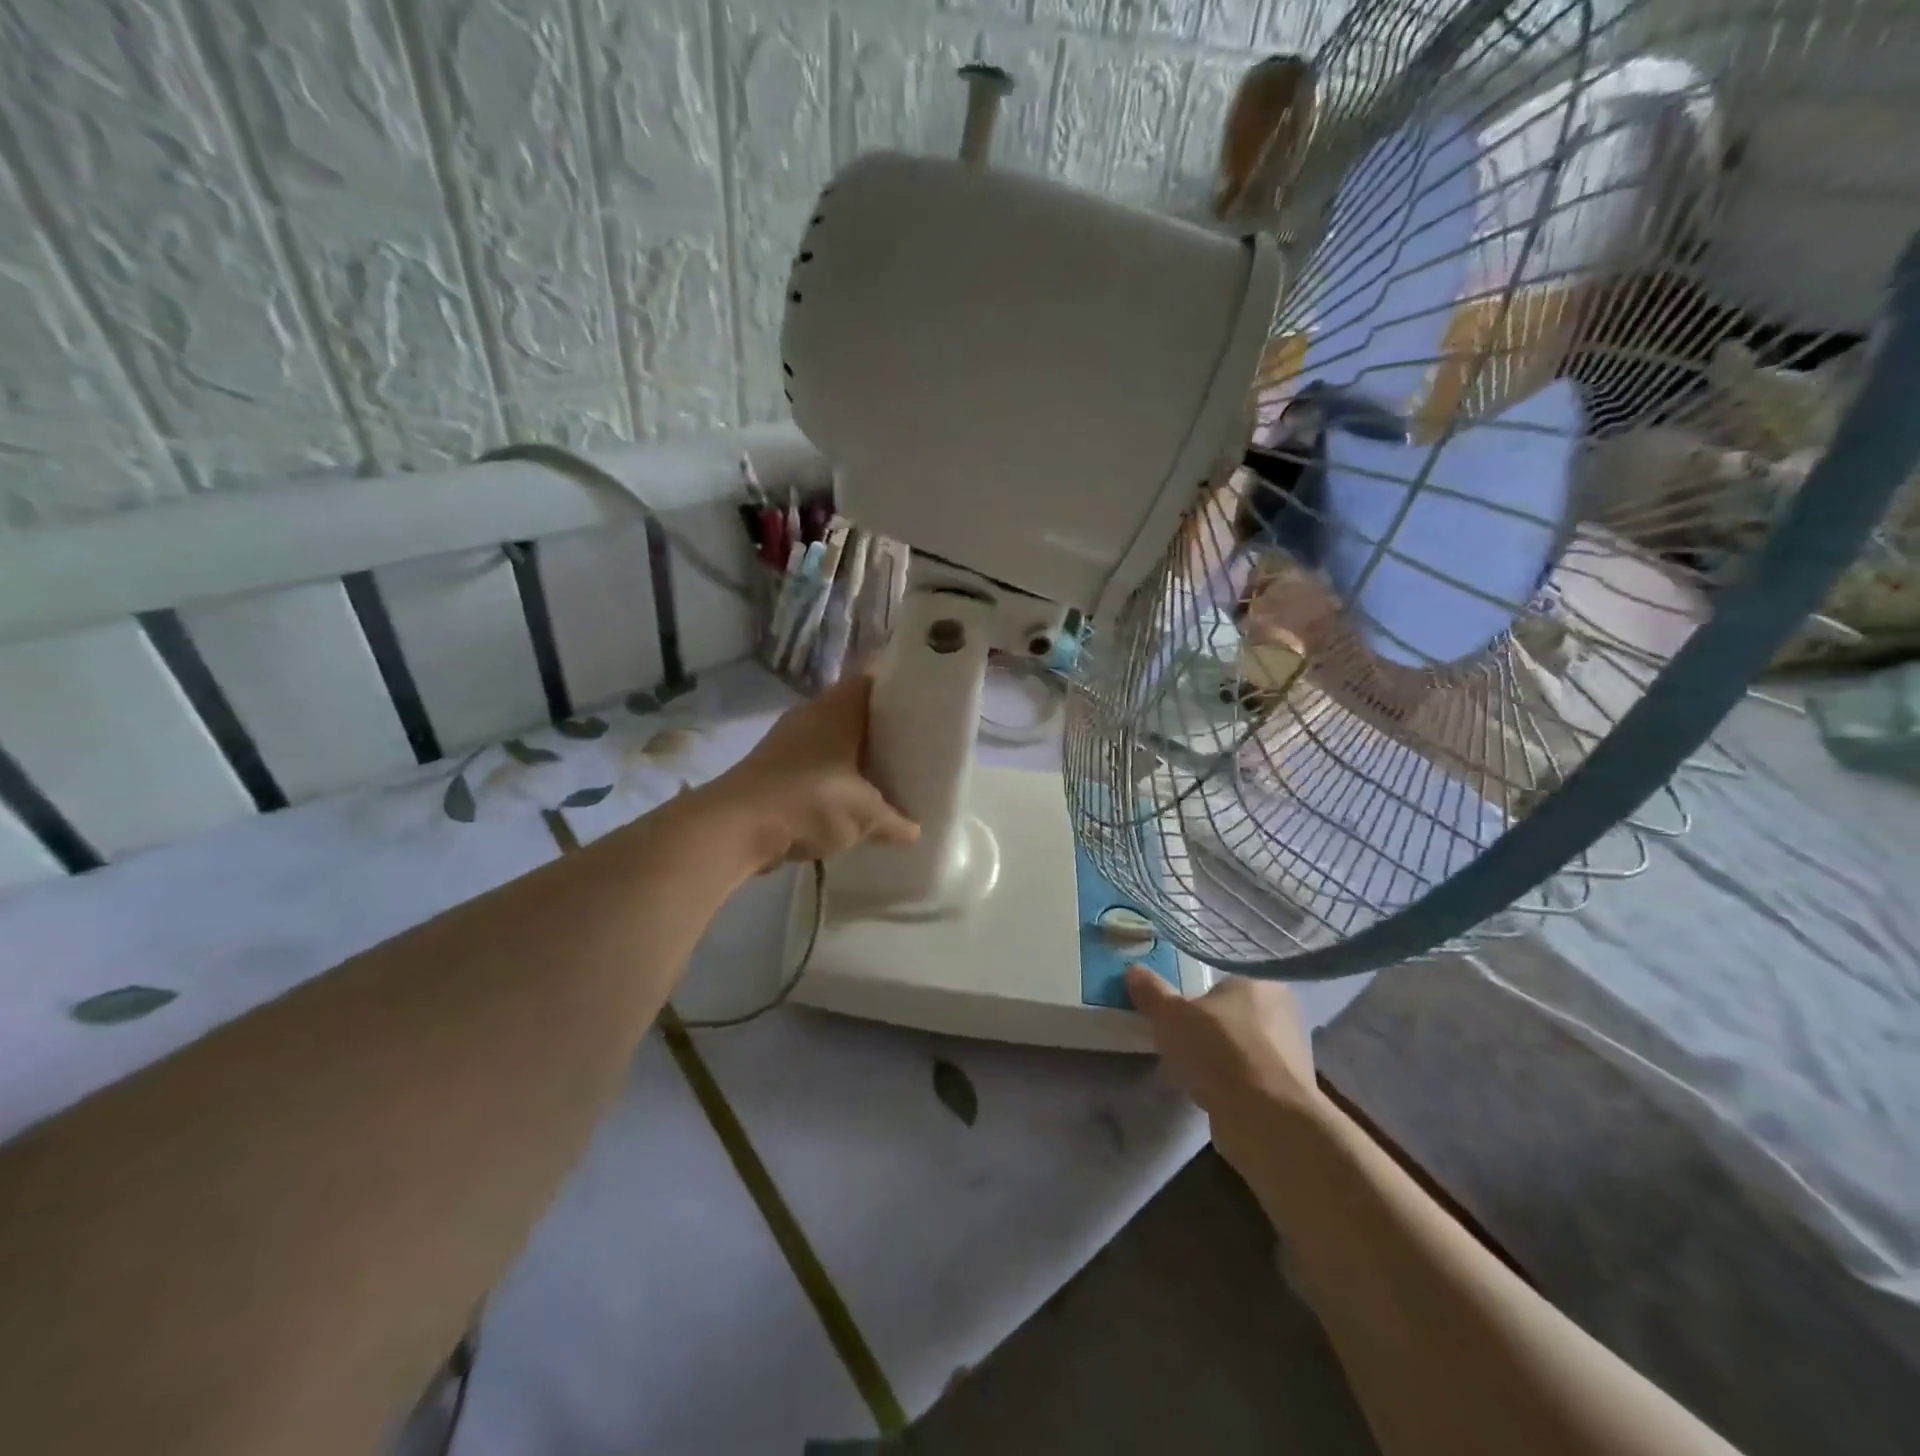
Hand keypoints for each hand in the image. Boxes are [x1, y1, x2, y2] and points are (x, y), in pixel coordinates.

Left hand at [707, 676, 918, 868]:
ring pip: (832, 739)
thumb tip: (916, 832)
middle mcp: (812, 713)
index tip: (925, 711)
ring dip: (854, 756)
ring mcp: (788, 739)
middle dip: (881, 731)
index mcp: (839, 708)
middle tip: (913, 749)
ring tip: (885, 775)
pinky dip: (832, 775)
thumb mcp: (866, 815)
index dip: (901, 693)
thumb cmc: (811, 801)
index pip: (876, 682)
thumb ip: (895, 821)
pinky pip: (814, 762)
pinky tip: (848, 798)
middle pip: (855, 712)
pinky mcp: (772, 766)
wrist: (735, 827)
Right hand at [1125, 967, 1323, 1163]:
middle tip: (1177, 1040)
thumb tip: (1133, 970)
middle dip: (1205, 1027)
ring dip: (1216, 1058)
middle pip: (1231, 1013)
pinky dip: (1229, 1082)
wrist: (1266, 1120)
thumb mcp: (1171, 1015)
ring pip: (1240, 1046)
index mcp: (1260, 981)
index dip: (1195, 995)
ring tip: (1188, 1070)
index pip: (1221, 979)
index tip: (1175, 1012)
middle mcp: (1283, 1011)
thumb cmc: (1220, 1051)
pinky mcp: (1289, 1089)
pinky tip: (1207, 1093)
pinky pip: (1249, 1076)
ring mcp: (1290, 1053)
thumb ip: (1152, 991)